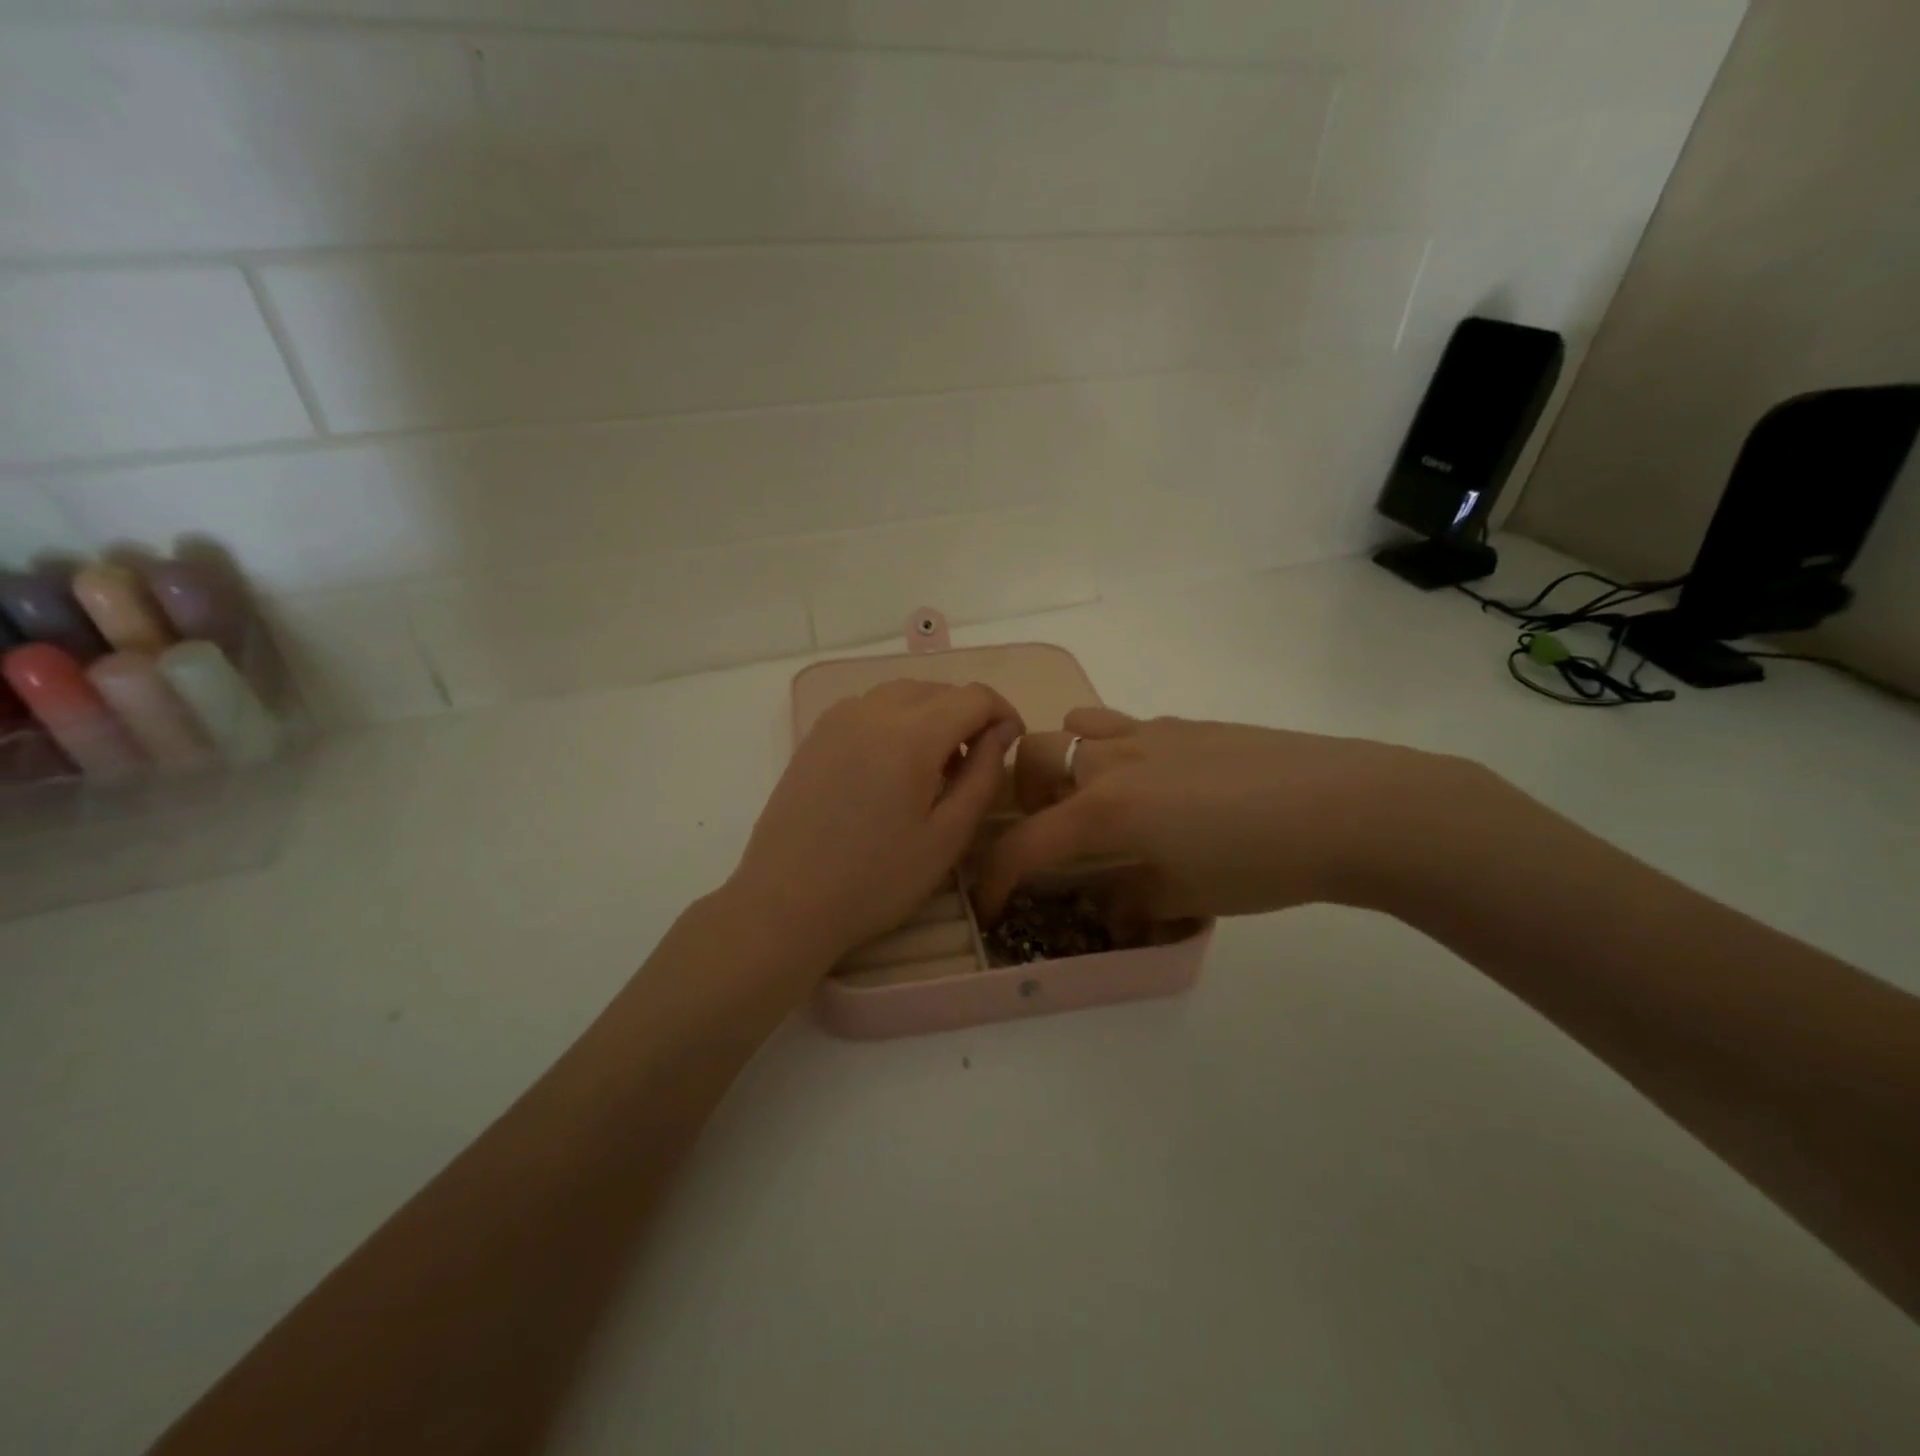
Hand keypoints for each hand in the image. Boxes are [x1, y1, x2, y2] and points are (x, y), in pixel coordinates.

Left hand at [730, 680, 1023, 966]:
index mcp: (912, 734)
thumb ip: (982, 775)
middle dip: (967, 715)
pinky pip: (869, 709)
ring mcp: (838, 719)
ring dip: (931, 716)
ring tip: (933, 768)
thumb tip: (1002, 731)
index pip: (974, 696)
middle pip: (937, 689)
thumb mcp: (947, 836)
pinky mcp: (815, 735)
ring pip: (902, 695)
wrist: (785, 902)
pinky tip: (891, 768)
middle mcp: (873, 710)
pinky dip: (895, 721)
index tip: (1011, 744)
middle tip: (973, 765)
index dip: (1002, 713)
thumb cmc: (877, 879)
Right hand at [975, 708, 1475, 924]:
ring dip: (1064, 761)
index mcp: (1105, 809)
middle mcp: (1113, 760)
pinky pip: (1124, 726)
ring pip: (1075, 727)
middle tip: (1050, 830)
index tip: (992, 904)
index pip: (1026, 843)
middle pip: (1032, 757)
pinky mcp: (1185, 724)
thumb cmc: (1260, 861)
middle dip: (1022, 794)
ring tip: (1095, 798)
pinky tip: (1158, 786)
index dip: (998, 878)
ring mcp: (1149, 733)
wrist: (1347, 806)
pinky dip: (1113, 752)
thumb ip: (1131, 901)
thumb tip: (1107, 908)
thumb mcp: (1187, 896)